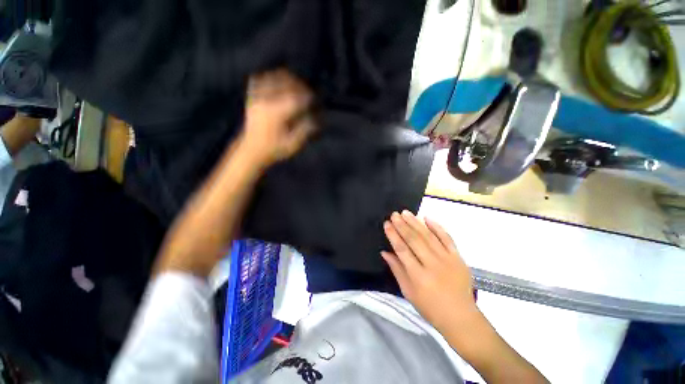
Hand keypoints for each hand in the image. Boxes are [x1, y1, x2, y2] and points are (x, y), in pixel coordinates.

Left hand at [240, 69, 315, 166]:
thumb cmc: (273, 150)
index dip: (306, 96)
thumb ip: (303, 131)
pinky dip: (267, 78)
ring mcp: (257, 99)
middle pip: (284, 84)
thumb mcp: (291, 144)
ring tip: (293, 84)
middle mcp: (266, 102)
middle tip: (306, 91)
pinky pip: (256, 81)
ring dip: (284, 78)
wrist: (250, 151)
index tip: (314, 98)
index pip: (295, 99)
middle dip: (297, 85)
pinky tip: (275, 81)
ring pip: (271, 79)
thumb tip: (314, 120)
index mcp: (277, 114)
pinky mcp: (251, 100)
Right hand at [382, 211, 476, 331]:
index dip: (393, 235)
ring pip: (428, 236)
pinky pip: (447, 238)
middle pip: (414, 240)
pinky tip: (427, 217)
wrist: (461, 317)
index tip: (387, 224)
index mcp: (418, 276)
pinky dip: (437, 227)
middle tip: (394, 214)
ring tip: (405, 212)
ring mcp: (447, 259)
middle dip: (402, 225)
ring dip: (416, 222)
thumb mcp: (408, 292)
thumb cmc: (430, 307)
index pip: (402, 250)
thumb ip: (396, 269)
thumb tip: (385, 252)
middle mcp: (432, 264)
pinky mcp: (458, 257)